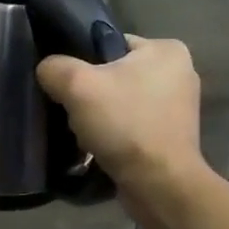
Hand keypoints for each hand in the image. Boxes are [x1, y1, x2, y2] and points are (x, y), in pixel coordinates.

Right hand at [36, 35, 204, 194]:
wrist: (159, 185)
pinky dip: (115, 133)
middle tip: (72, 109)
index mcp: (167, 49)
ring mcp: (179, 107)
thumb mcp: (77, 85)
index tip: (67, 84)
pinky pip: (132, 124)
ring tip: (84, 132)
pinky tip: (100, 146)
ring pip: (121, 101)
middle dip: (92, 92)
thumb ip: (55, 67)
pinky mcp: (173, 136)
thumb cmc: (125, 125)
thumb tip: (47, 70)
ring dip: (102, 115)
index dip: (83, 61)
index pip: (110, 43)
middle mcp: (180, 72)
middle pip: (114, 73)